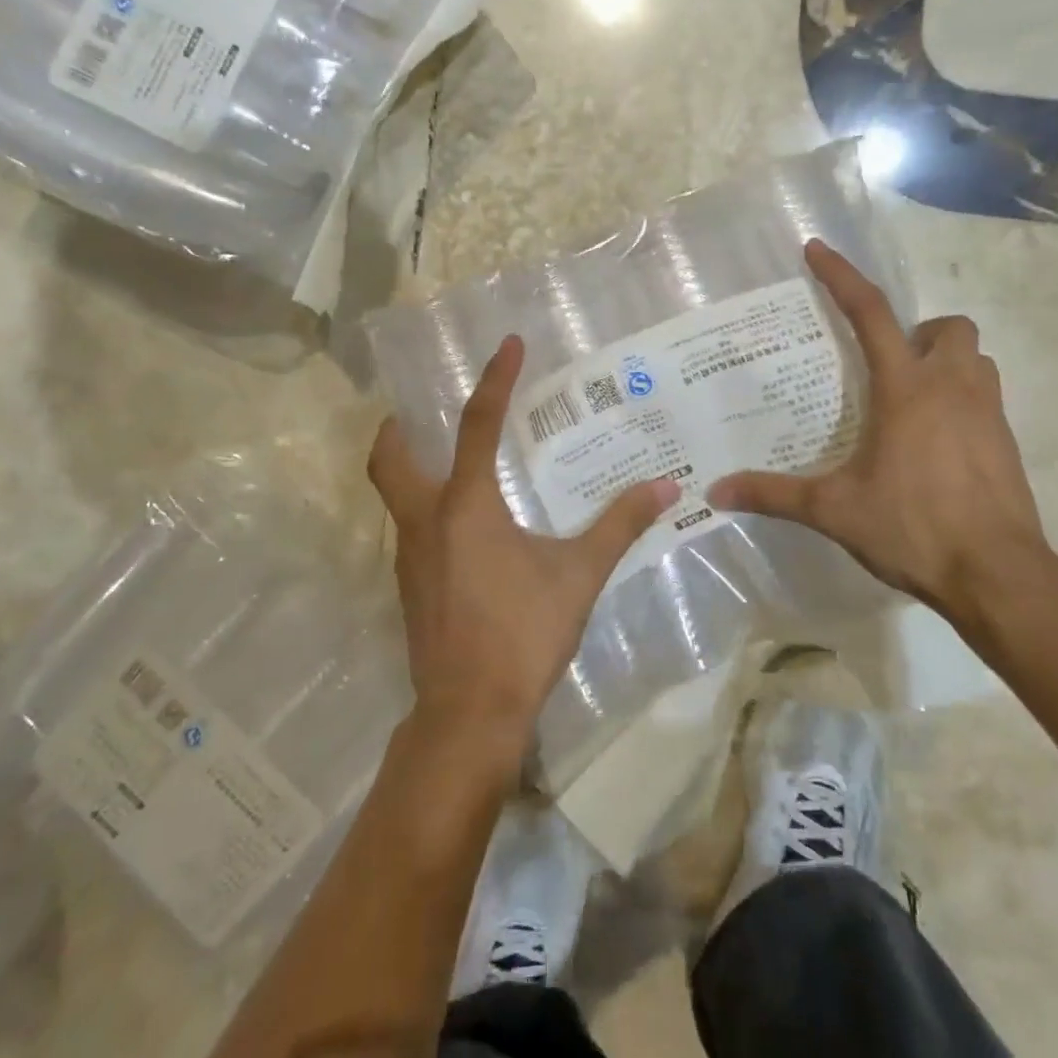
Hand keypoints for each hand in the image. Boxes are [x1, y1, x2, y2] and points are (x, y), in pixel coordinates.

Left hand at [368, 334, 678, 760]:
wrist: (469, 713)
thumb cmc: (523, 632)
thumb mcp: (579, 574)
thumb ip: (620, 525)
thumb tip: (668, 488)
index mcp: (465, 505)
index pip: (478, 425)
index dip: (496, 379)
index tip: (509, 344)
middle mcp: (426, 521)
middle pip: (389, 459)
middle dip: (398, 429)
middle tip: (421, 411)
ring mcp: (409, 557)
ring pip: (394, 496)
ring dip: (411, 469)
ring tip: (449, 462)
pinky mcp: (410, 586)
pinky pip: (409, 530)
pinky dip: (425, 510)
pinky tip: (463, 528)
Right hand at [708, 240, 1050, 626]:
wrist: (1000, 575)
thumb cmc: (914, 528)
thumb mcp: (835, 510)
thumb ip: (774, 496)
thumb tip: (716, 493)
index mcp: (905, 389)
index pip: (870, 314)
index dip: (841, 277)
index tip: (817, 250)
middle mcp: (952, 386)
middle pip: (946, 326)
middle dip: (917, 333)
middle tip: (886, 368)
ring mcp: (988, 411)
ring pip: (975, 357)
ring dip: (945, 362)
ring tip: (910, 399)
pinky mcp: (1007, 440)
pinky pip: (986, 394)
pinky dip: (961, 397)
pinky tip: (934, 441)